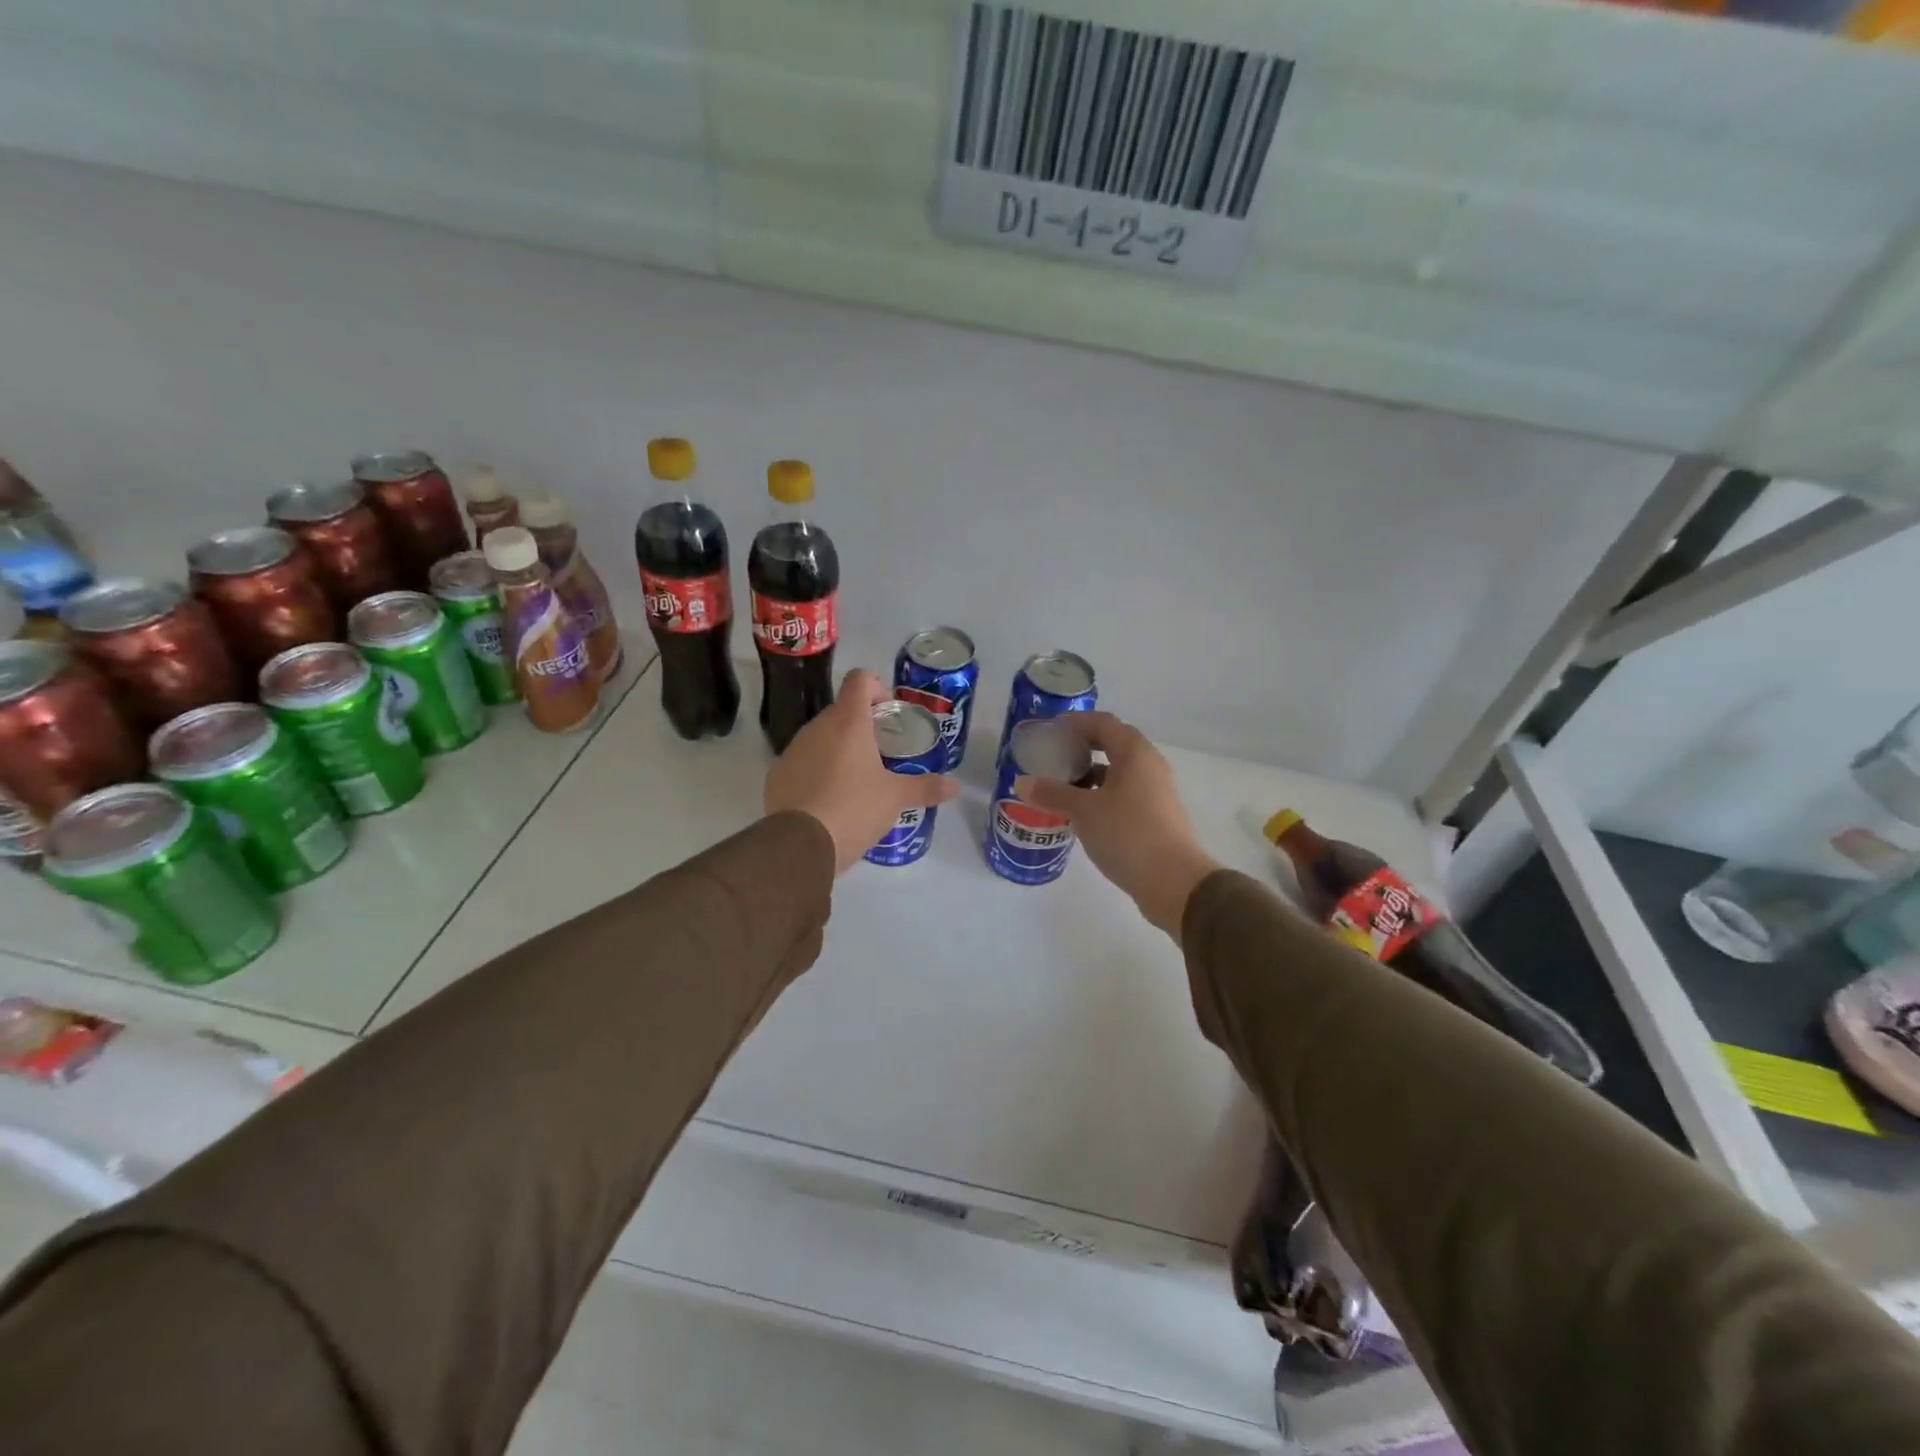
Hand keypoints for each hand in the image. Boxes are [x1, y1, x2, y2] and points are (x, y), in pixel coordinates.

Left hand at [764, 669, 959, 873]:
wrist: (800, 845)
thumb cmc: (854, 808)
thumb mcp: (896, 798)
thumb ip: (926, 788)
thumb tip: (955, 786)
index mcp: (848, 722)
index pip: (860, 680)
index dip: (878, 689)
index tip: (890, 716)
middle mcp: (817, 727)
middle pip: (842, 711)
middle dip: (863, 727)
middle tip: (882, 755)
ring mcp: (792, 750)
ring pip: (821, 737)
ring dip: (839, 749)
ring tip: (857, 782)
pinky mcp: (776, 775)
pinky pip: (802, 762)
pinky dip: (817, 772)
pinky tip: (829, 801)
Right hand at [1014, 712, 1220, 936]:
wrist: (1174, 881)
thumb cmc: (1127, 834)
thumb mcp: (1083, 811)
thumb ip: (1052, 793)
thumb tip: (1020, 782)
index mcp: (1134, 753)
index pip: (1103, 722)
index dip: (1075, 722)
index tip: (1049, 731)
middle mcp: (1149, 764)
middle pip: (1113, 743)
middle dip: (1082, 747)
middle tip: (1053, 756)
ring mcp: (1156, 790)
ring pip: (1119, 770)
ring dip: (1091, 773)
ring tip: (1061, 785)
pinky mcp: (1156, 814)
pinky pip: (1124, 791)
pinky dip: (1102, 793)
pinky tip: (1082, 811)